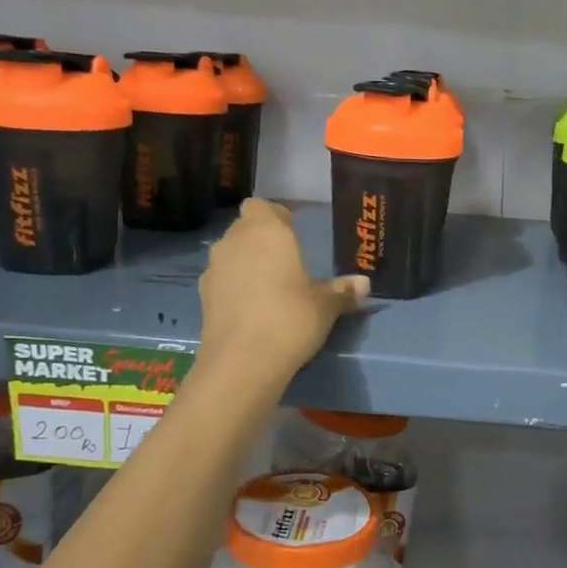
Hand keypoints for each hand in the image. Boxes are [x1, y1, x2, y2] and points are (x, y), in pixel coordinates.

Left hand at [198, 200, 368, 380]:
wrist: (242, 361)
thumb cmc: (291, 318)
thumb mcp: (326, 306)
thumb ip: (343, 291)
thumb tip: (364, 284)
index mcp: (266, 231)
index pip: (262, 206)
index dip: (275, 217)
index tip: (293, 233)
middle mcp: (234, 242)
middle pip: (245, 229)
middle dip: (262, 241)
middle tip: (287, 262)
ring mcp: (214, 269)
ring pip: (231, 255)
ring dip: (246, 264)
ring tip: (270, 288)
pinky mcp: (203, 297)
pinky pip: (222, 281)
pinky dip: (234, 288)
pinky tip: (253, 310)